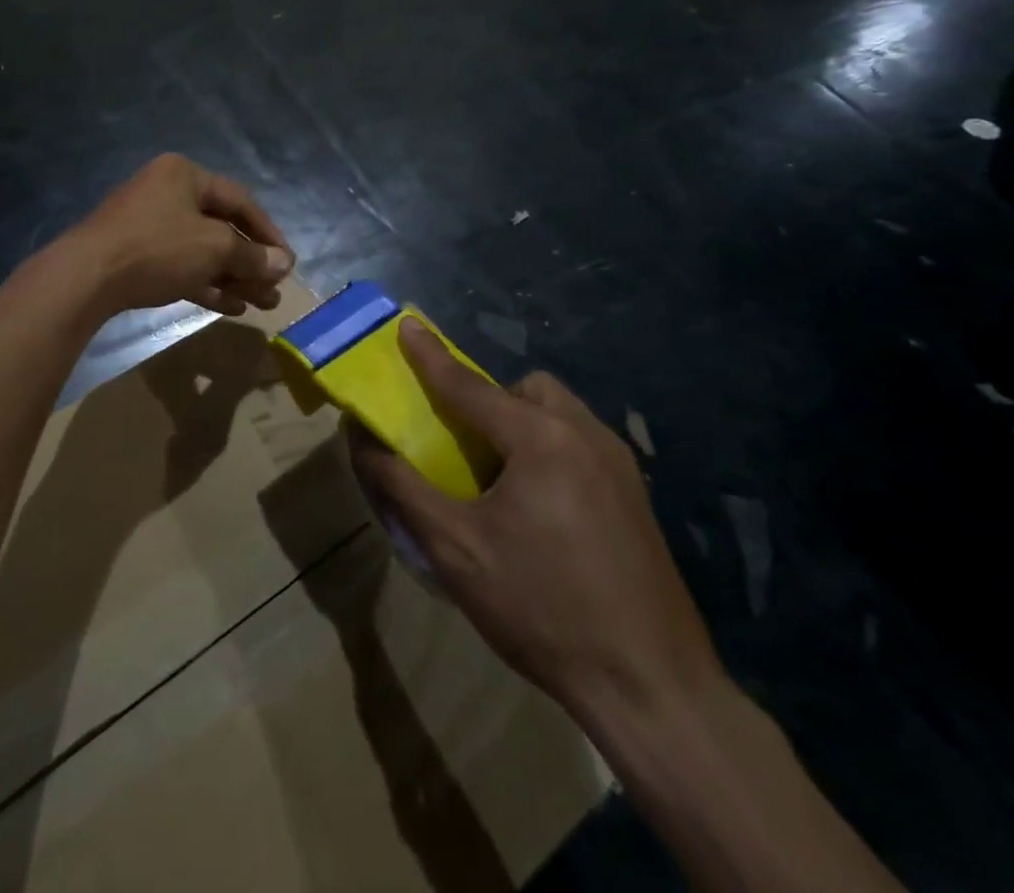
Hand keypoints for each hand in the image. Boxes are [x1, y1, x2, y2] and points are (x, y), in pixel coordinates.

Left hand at [69, 154, 293, 316]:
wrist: (86, 278)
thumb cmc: (157, 248)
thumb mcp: (213, 248)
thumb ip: (252, 255)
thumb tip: (284, 263)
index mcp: (184, 175)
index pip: (240, 200)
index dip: (268, 232)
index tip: (287, 261)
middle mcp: (167, 193)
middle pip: (221, 227)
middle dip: (251, 261)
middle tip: (275, 289)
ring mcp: (149, 225)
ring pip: (202, 251)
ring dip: (233, 276)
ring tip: (262, 304)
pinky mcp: (136, 255)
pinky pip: (181, 266)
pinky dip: (206, 283)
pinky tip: (231, 306)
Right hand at [349, 318, 724, 726]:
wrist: (652, 688)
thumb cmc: (541, 609)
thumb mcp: (455, 548)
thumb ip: (402, 485)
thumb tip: (361, 439)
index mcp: (539, 439)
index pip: (469, 385)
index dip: (431, 357)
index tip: (407, 325)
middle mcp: (584, 434)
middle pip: (527, 389)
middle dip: (491, 398)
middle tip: (466, 442)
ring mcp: (619, 464)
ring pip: (559, 413)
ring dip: (522, 422)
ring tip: (502, 476)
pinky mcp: (636, 494)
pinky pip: (581, 442)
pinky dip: (550, 448)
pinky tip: (542, 507)